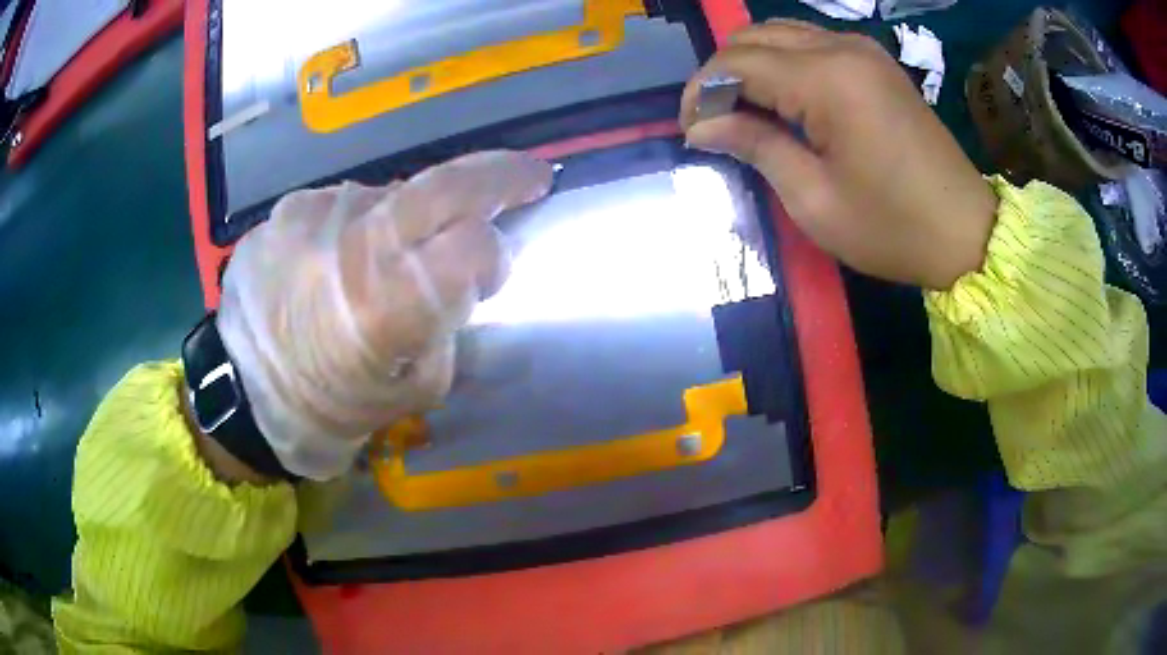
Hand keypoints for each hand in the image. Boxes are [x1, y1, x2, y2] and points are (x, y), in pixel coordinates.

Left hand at [217, 151, 553, 480]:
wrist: (241, 392)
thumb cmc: (331, 408)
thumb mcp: (414, 390)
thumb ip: (448, 324)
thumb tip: (464, 273)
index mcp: (386, 305)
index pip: (474, 245)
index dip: (495, 256)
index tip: (492, 275)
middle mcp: (351, 243)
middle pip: (446, 184)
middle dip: (499, 175)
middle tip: (528, 176)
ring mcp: (314, 214)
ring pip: (394, 195)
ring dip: (412, 220)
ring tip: (388, 260)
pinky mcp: (287, 208)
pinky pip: (348, 204)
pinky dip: (362, 225)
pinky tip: (341, 258)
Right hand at [680, 21, 998, 289]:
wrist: (966, 232)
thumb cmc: (892, 227)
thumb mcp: (815, 200)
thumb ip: (756, 146)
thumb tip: (701, 126)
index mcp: (827, 79)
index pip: (737, 62)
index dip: (701, 91)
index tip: (690, 130)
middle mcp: (842, 48)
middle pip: (755, 36)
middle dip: (723, 73)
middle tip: (714, 120)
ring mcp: (863, 50)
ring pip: (781, 33)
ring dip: (752, 63)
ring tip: (743, 108)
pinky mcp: (876, 62)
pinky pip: (812, 43)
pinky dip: (784, 61)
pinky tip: (783, 96)